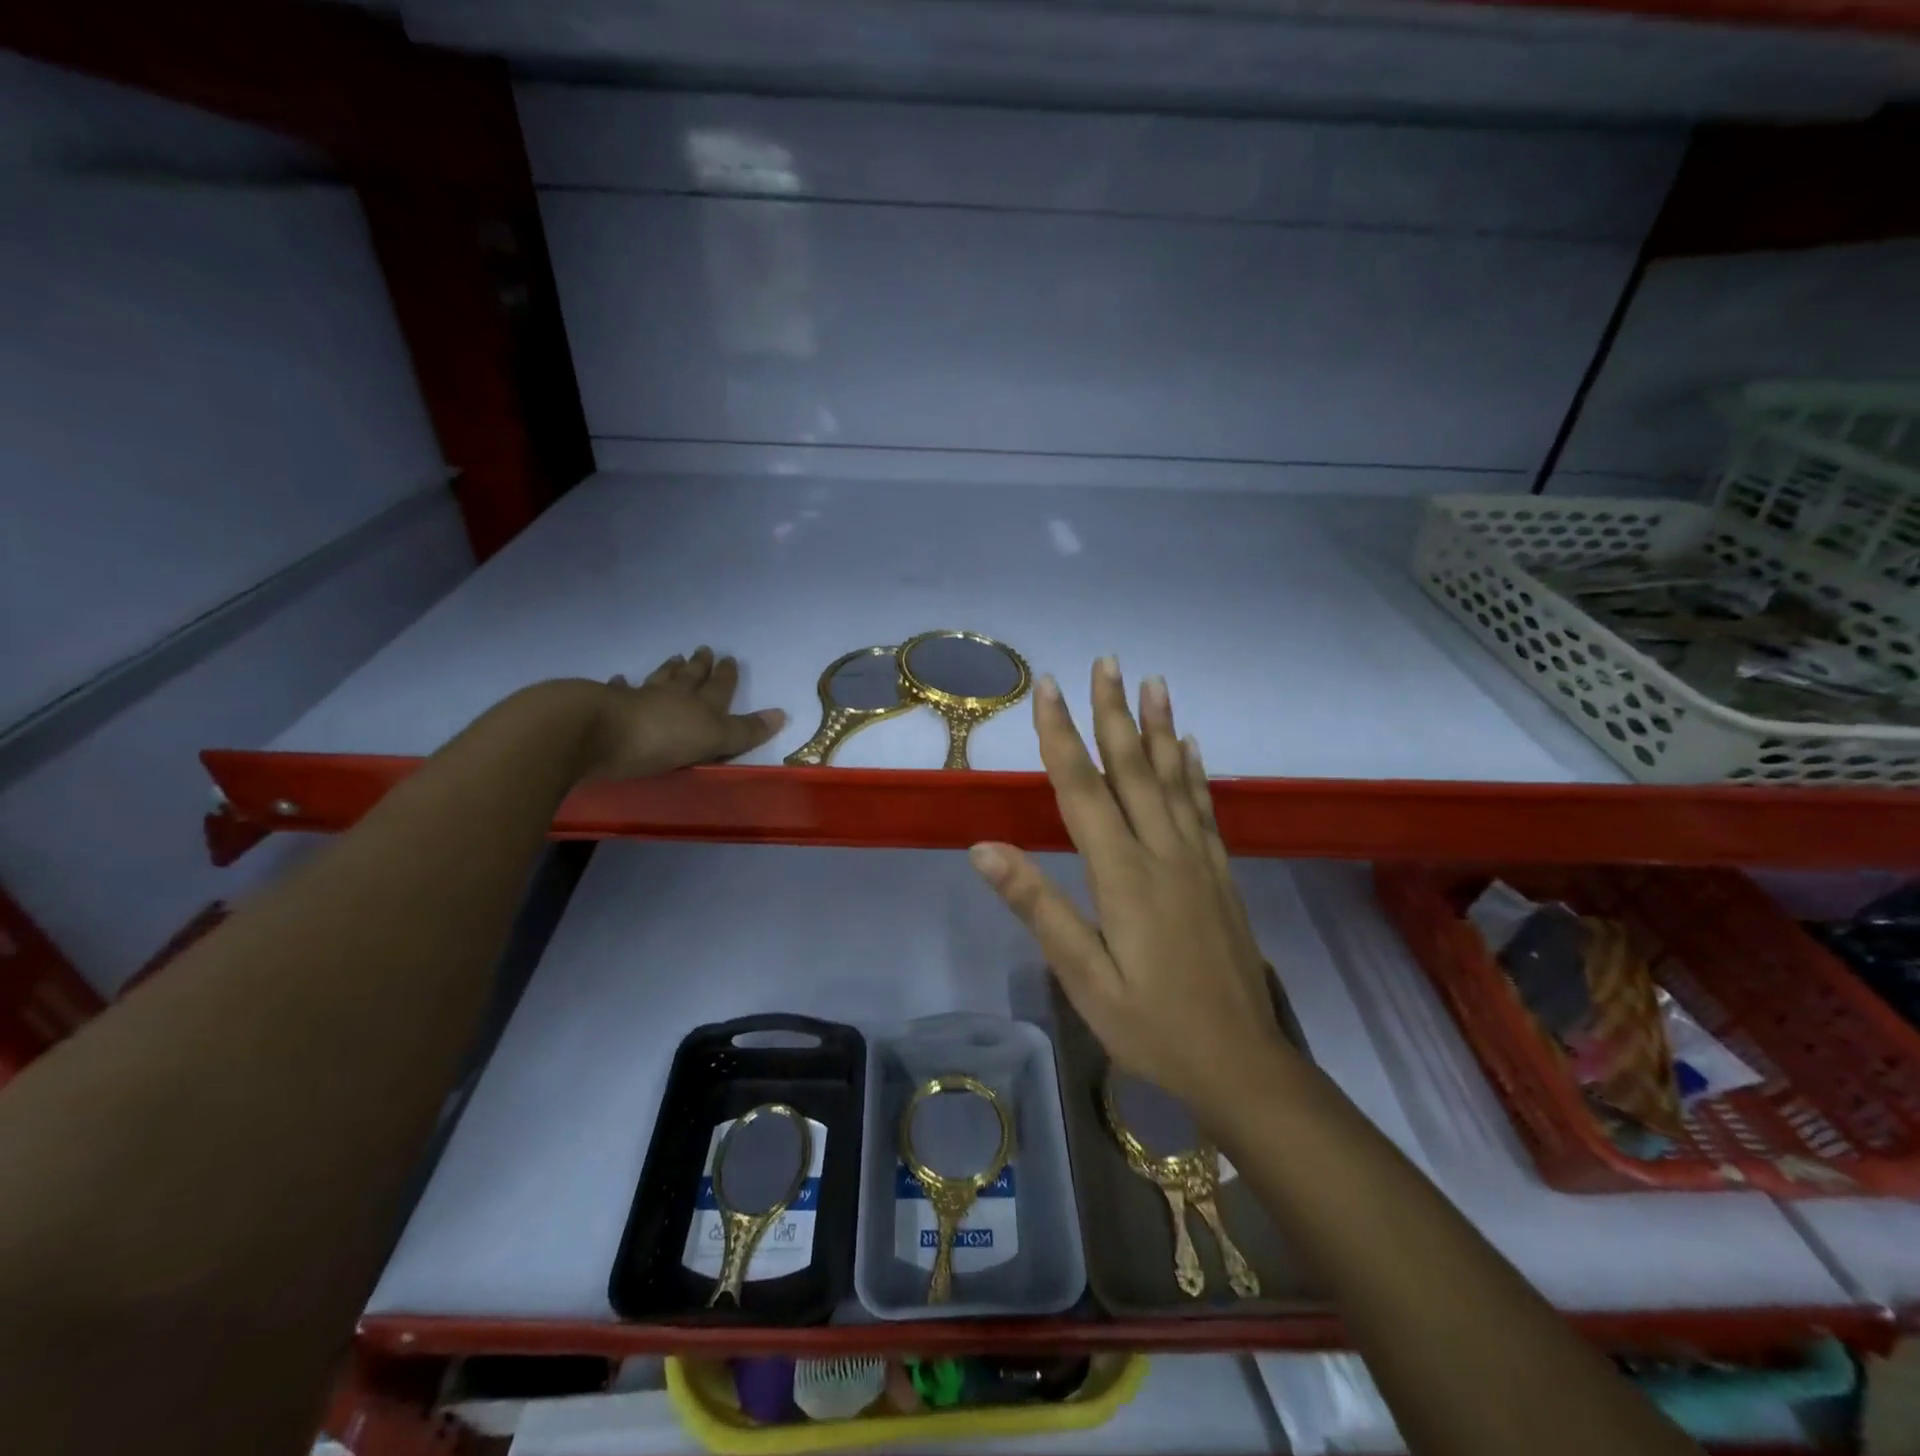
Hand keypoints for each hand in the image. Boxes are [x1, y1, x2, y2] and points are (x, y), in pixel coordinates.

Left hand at [584, 646, 786, 778]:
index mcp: (699, 708)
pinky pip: (618, 692)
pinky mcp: (604, 707)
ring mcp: (636, 700)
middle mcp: (670, 697)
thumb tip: (782, 713)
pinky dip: (622, 686)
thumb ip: (744, 730)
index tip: (731, 659)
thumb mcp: (712, 739)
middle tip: (704, 650)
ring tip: (674, 657)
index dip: (726, 677)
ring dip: (668, 670)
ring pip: (658, 680)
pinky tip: (620, 679)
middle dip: (699, 667)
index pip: (719, 689)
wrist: (593, 732)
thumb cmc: (659, 740)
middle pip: (689, 679)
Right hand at [968, 658, 1290, 1115]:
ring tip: (1153, 682)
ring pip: (1174, 779)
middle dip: (1113, 712)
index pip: (1082, 789)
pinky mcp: (1220, 874)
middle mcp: (1163, 853)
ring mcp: (1198, 860)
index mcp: (1123, 875)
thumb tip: (983, 848)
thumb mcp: (1083, 978)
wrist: (1242, 1063)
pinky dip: (1195, 771)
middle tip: (1106, 661)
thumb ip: (1038, 907)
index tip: (1048, 688)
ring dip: (1160, 727)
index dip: (1061, 735)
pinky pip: (1204, 808)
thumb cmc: (1152, 1026)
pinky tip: (1191, 745)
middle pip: (1133, 769)